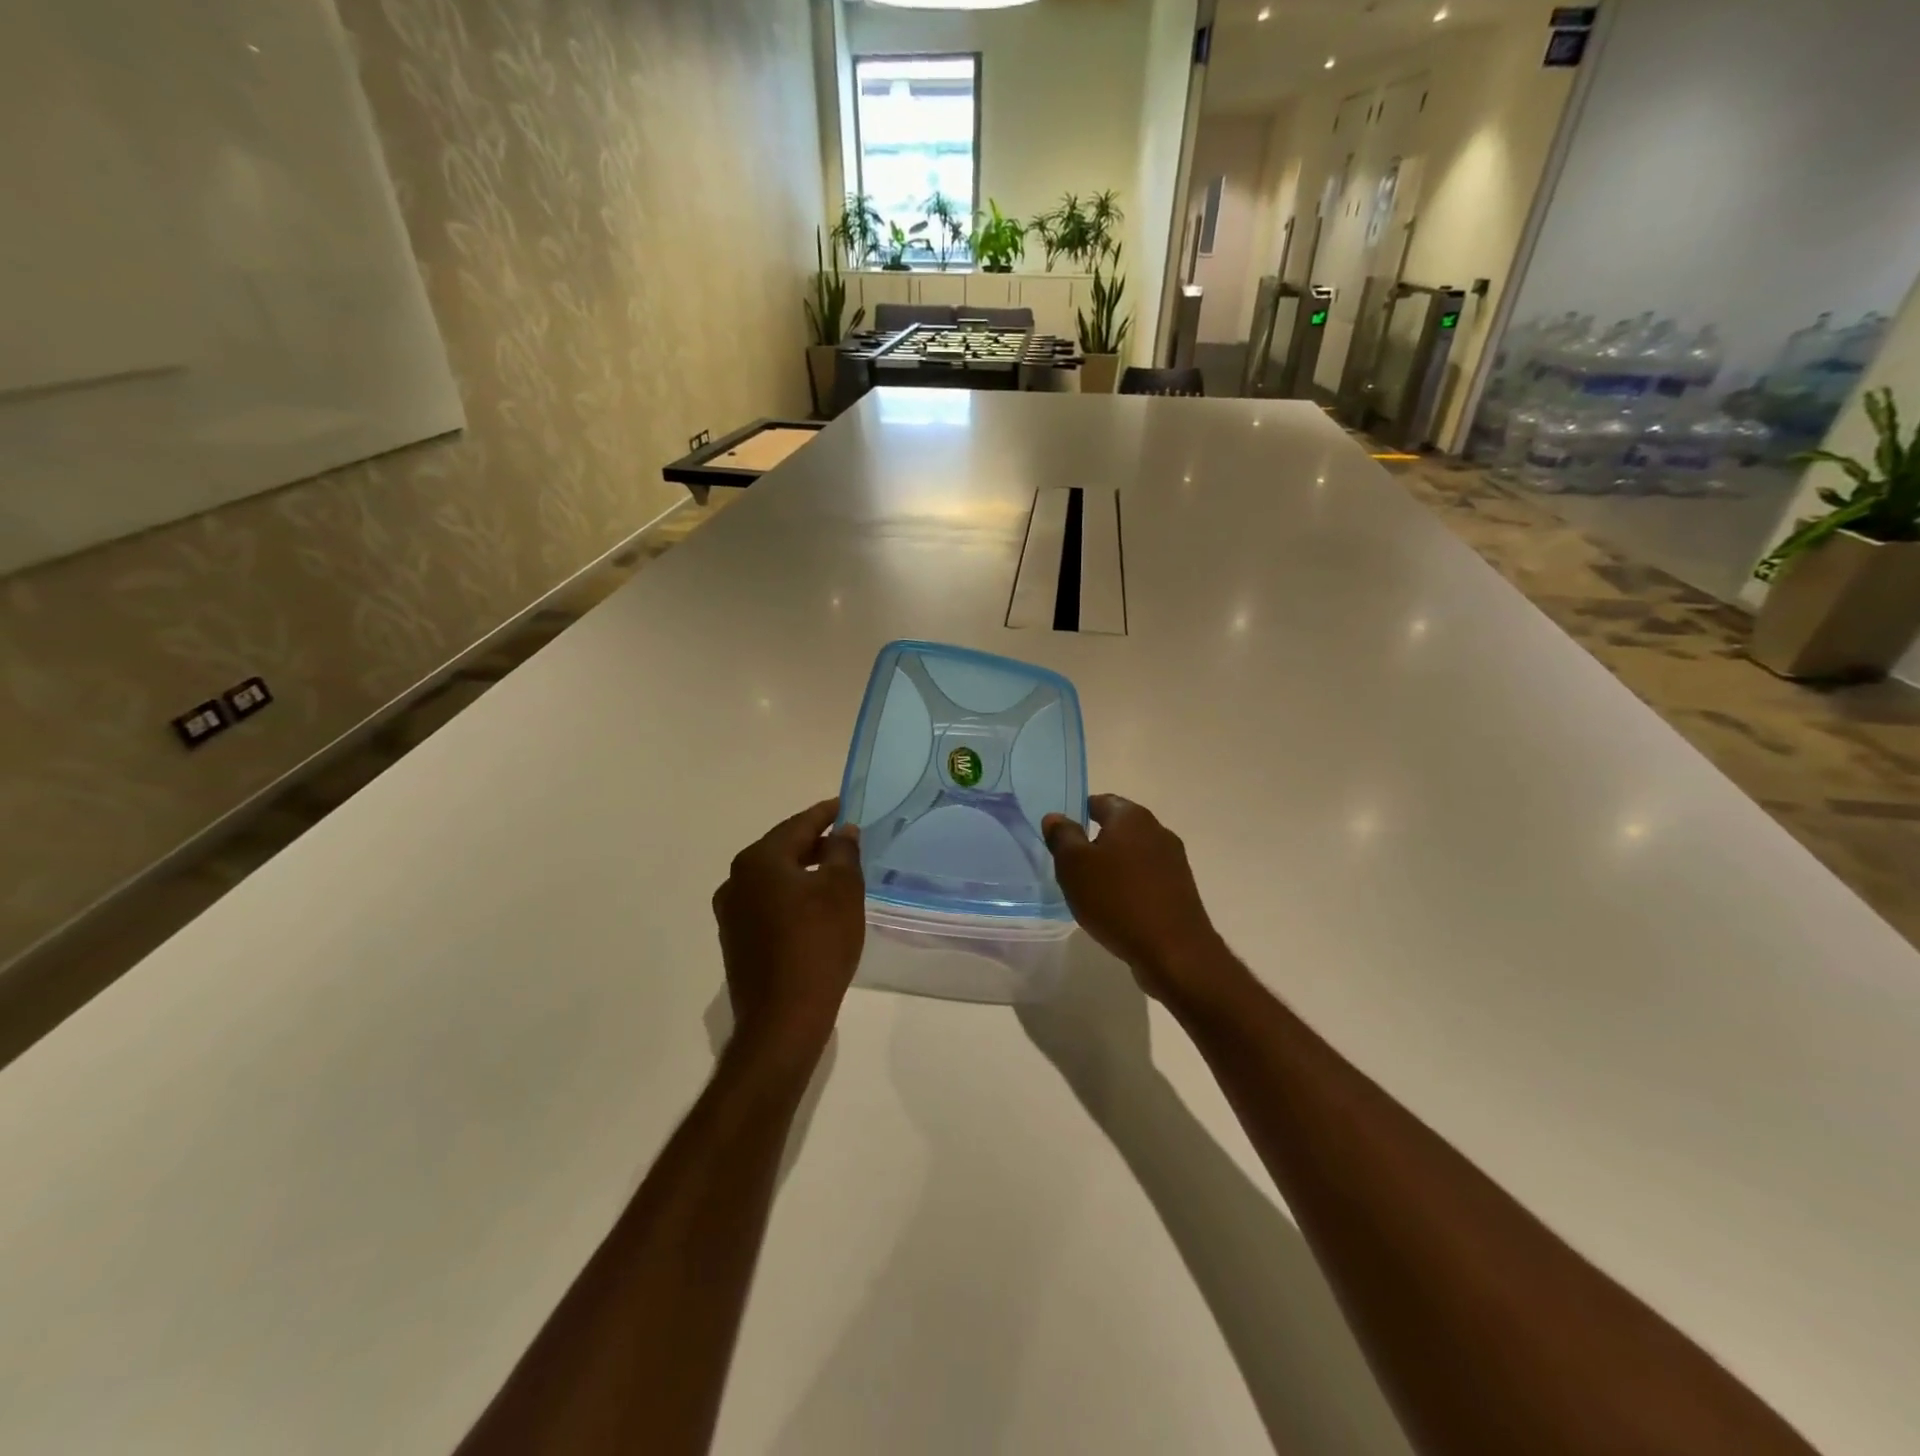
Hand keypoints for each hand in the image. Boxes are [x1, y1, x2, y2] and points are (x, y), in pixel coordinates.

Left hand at [712, 799, 865, 1064]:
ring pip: (774, 879)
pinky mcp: (737, 941)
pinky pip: (768, 905)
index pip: (798, 824)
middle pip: (782, 849)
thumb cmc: (818, 944)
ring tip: (835, 874)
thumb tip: (843, 830)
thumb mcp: (842, 889)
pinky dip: (792, 898)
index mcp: (758, 860)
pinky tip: (815, 909)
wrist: (783, 1019)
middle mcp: (736, 881)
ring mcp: (732, 913)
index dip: (826, 813)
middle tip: (846, 841)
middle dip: (815, 844)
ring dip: (803, 872)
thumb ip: (843, 851)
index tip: (846, 805)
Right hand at [1042, 795, 1246, 1014]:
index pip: (1100, 801)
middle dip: (1094, 842)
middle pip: (1118, 827)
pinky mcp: (1181, 888)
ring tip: (1091, 890)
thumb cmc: (1117, 900)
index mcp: (1131, 816)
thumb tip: (1056, 817)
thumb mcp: (1074, 866)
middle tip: (1071, 866)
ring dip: (1113, 866)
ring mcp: (1173, 860)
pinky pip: (1147, 877)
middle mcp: (1157, 830)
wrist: (1174, 951)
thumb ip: (1062, 836)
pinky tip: (1116, 908)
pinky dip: (1130, 885)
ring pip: (1133, 853)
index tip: (1061, 836)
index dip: (1078, 814)